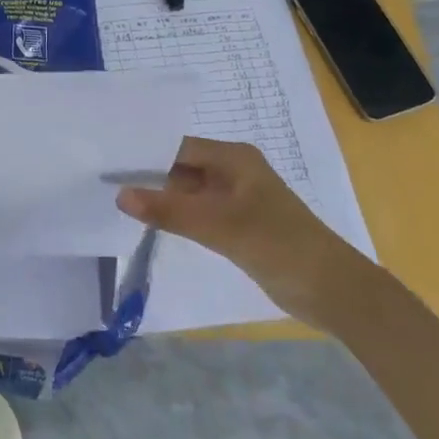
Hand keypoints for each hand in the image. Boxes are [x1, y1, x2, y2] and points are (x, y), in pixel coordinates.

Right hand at [115, 137, 376, 329]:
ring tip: (118, 205)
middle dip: (148, 178)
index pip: (177, 147)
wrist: (334, 291)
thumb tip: (119, 196)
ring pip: (187, 192)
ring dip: (161, 200)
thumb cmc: (279, 245)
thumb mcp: (219, 227)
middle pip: (180, 167)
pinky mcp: (237, 224)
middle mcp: (232, 171)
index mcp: (233, 158)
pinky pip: (197, 213)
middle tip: (104, 186)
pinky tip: (151, 226)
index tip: (107, 167)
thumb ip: (169, 211)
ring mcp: (235, 198)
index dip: (143, 156)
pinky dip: (177, 218)